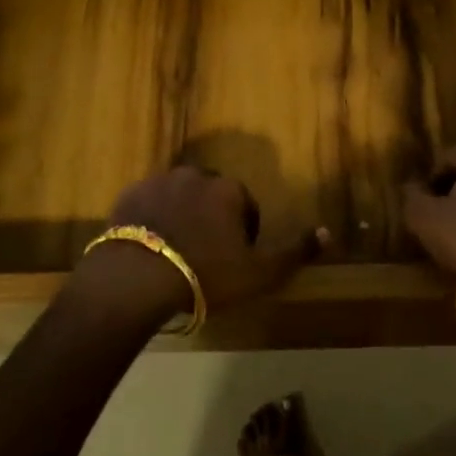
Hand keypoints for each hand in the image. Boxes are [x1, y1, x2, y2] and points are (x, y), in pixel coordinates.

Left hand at [74, 166, 325, 323]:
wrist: (136, 279)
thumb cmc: (205, 275)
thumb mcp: (259, 272)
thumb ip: (295, 251)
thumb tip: (327, 232)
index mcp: (228, 189)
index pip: (245, 205)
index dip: (243, 233)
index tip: (233, 260)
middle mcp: (195, 175)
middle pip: (210, 195)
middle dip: (211, 218)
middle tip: (204, 255)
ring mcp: (158, 182)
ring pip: (178, 197)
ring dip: (181, 216)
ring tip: (174, 252)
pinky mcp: (128, 196)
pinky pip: (147, 204)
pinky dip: (151, 220)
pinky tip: (148, 249)